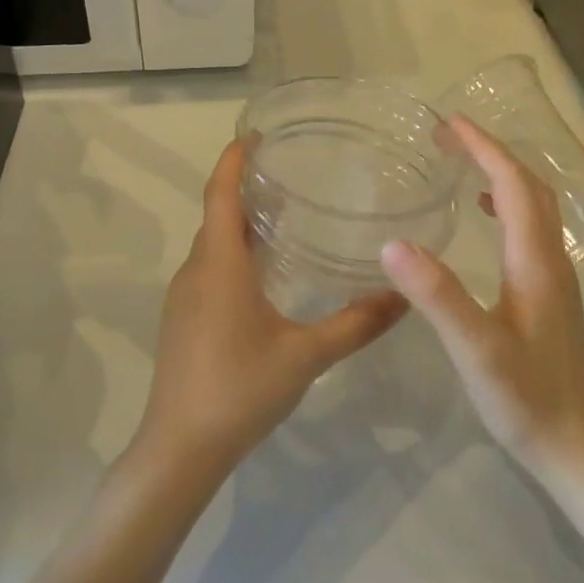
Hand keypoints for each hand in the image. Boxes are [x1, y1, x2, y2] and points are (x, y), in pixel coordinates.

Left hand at [139, 138, 408, 472]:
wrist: (179, 448)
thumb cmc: (240, 390)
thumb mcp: (306, 355)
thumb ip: (356, 324)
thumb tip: (404, 295)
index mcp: (220, 265)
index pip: (220, 193)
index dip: (234, 159)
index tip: (256, 135)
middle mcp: (196, 270)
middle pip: (217, 214)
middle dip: (245, 189)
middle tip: (290, 176)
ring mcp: (183, 296)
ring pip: (212, 244)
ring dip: (239, 223)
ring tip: (284, 217)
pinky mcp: (181, 320)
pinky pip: (208, 269)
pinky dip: (233, 253)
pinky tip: (264, 274)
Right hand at [380, 116, 583, 475]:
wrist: (578, 445)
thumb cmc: (527, 398)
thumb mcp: (476, 349)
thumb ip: (437, 296)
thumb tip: (393, 244)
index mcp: (534, 260)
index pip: (512, 185)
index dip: (484, 148)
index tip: (449, 123)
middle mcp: (550, 258)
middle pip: (529, 186)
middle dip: (491, 152)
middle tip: (448, 136)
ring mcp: (553, 276)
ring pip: (534, 206)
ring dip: (501, 175)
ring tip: (463, 163)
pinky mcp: (549, 294)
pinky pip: (529, 229)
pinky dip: (506, 205)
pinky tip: (483, 217)